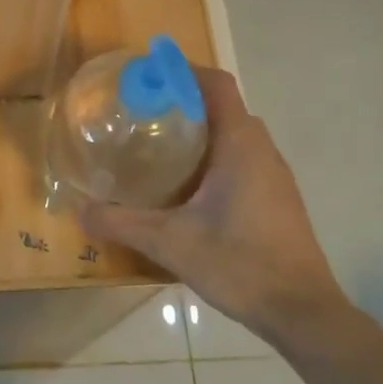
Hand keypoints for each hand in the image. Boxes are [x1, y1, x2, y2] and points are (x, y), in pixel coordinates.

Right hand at [78, 68, 351, 341]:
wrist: (303, 313)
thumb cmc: (240, 264)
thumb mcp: (170, 243)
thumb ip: (122, 224)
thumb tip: (79, 211)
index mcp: (240, 145)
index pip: (217, 84)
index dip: (184, 70)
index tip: (148, 74)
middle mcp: (261, 150)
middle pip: (223, 106)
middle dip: (184, 101)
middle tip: (143, 113)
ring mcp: (275, 175)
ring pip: (234, 134)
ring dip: (200, 131)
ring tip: (158, 146)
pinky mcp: (278, 198)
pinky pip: (243, 158)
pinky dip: (214, 156)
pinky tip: (188, 187)